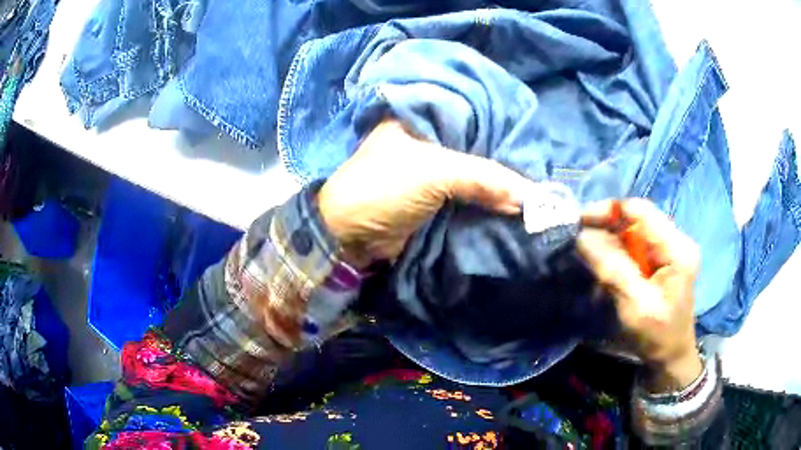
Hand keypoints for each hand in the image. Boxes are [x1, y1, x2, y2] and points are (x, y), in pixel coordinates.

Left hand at [317, 119, 533, 267]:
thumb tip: (531, 196)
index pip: (471, 113)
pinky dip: (487, 200)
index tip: (531, 134)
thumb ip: (484, 178)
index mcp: (420, 118)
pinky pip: (468, 195)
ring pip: (474, 172)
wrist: (350, 236)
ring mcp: (431, 170)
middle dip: (503, 156)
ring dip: (498, 182)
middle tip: (539, 163)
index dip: (500, 124)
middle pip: (475, 145)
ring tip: (534, 184)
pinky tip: (513, 202)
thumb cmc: (383, 188)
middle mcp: (427, 139)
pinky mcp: (434, 198)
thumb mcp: (434, 173)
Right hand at [576, 198, 702, 392]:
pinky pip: (636, 244)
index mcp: (677, 249)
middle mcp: (676, 240)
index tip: (581, 222)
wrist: (671, 355)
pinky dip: (618, 251)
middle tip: (580, 238)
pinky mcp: (664, 257)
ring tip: (591, 254)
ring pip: (634, 230)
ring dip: (611, 239)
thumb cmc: (657, 336)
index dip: (610, 210)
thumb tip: (583, 237)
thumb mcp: (635, 306)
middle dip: (608, 225)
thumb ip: (613, 270)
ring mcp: (671, 248)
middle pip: (637, 218)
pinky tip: (607, 264)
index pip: (642, 211)